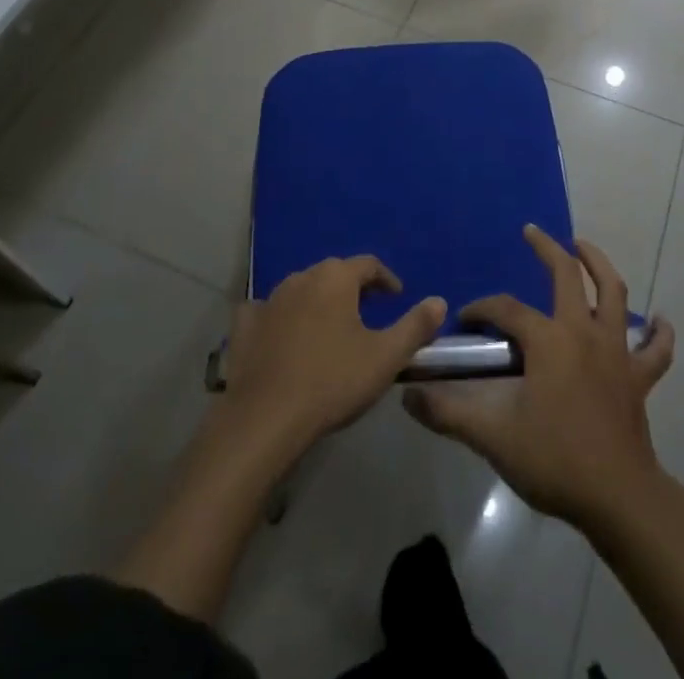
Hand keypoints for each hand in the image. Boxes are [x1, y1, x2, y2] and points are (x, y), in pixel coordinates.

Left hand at [222, 256, 445, 458]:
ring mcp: (269, 299)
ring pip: (301, 290)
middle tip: (368, 313)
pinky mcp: (245, 325)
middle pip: (334, 274)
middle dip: (353, 289)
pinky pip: (265, 312)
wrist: (265, 419)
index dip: (386, 279)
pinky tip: (281, 335)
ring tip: (330, 328)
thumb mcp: (385, 357)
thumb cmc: (332, 382)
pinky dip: (278, 318)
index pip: (368, 264)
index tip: (397, 296)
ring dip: (318, 302)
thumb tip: (439, 301)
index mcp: (336, 278)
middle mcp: (302, 277)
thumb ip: (415, 326)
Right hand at [403, 227, 674, 529]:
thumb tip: (408, 396)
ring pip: (615, 293)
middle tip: (532, 232)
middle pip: (567, 275)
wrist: (618, 498)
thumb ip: (448, 413)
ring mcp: (616, 352)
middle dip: (547, 249)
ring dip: (599, 265)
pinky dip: (659, 333)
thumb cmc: (555, 460)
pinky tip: (660, 320)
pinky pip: (656, 350)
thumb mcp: (493, 437)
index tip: (465, 320)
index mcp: (548, 340)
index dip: (482, 309)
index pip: (506, 309)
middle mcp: (584, 332)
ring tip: (584, 248)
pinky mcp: (639, 377)